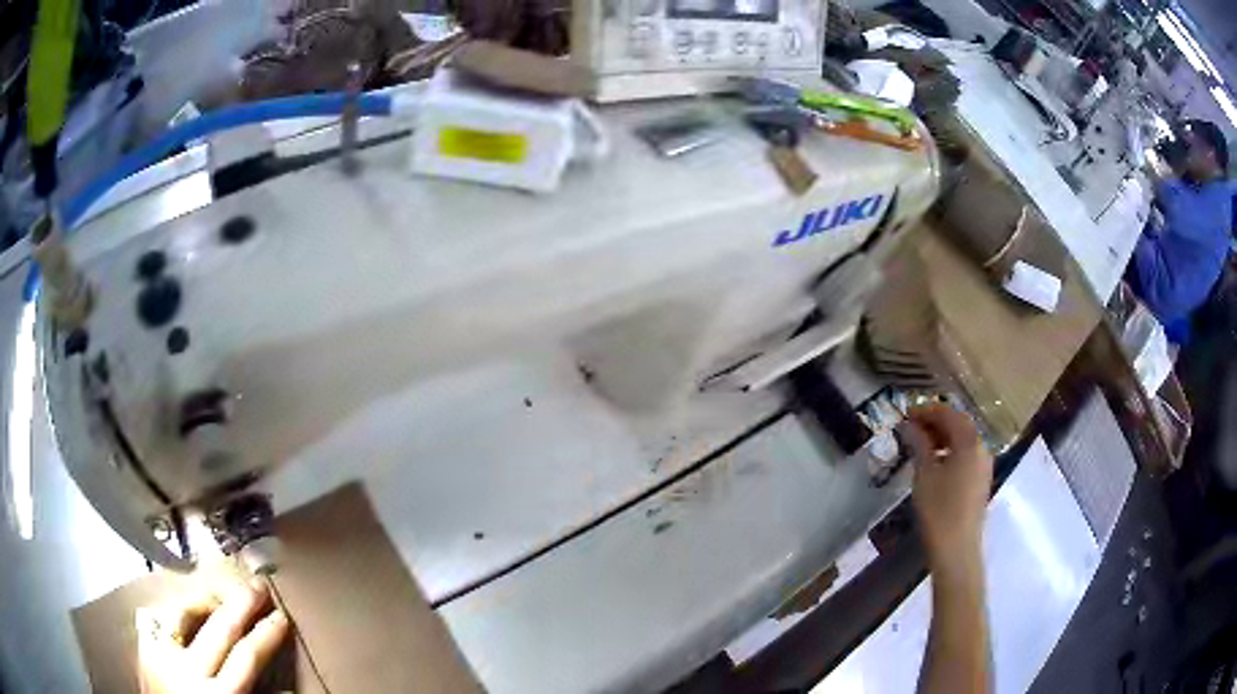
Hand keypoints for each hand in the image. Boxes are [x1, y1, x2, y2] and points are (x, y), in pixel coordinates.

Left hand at [137, 577, 289, 693]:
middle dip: (242, 605)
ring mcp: (161, 655)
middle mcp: (189, 671)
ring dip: (205, 599)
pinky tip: (185, 606)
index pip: (247, 656)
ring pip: (183, 612)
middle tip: (258, 586)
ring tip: (220, 593)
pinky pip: (159, 617)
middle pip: (219, 628)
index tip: (281, 617)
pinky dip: (175, 609)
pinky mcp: (143, 648)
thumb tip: (288, 690)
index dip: (266, 635)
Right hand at [898, 404, 993, 579]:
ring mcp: (983, 464)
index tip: (905, 415)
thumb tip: (909, 425)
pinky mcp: (981, 479)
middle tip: (910, 428)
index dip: (926, 411)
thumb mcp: (924, 474)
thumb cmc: (939, 509)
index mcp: (969, 440)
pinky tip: (934, 462)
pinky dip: (950, 450)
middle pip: (958, 424)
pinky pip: (966, 454)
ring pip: (963, 439)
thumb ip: (919, 444)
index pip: (948, 413)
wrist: (957, 548)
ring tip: (919, 445)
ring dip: (942, 436)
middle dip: (935, 422)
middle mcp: (981, 446)